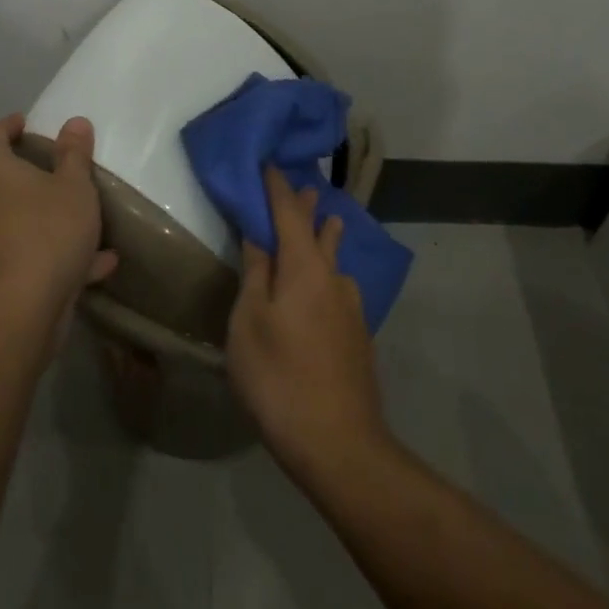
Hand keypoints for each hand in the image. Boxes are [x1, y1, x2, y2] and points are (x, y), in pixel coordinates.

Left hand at [0, 114, 116, 323]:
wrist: (15, 314)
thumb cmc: (45, 233)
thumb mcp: (74, 187)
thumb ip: (75, 154)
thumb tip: (74, 122)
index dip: (11, 125)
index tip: (29, 124)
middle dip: (24, 174)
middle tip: (53, 171)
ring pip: (8, 219)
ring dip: (40, 218)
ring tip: (79, 221)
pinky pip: (19, 255)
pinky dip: (48, 255)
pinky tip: (94, 265)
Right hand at [226, 168, 387, 483]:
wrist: (339, 444)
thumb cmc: (279, 377)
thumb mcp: (250, 322)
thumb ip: (255, 273)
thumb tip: (258, 233)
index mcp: (305, 267)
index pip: (289, 212)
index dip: (276, 187)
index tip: (267, 164)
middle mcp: (334, 278)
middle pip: (320, 231)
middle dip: (308, 207)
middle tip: (303, 185)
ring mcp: (351, 308)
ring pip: (336, 260)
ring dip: (326, 238)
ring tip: (325, 223)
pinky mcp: (358, 335)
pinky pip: (340, 287)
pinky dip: (328, 271)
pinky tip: (325, 286)